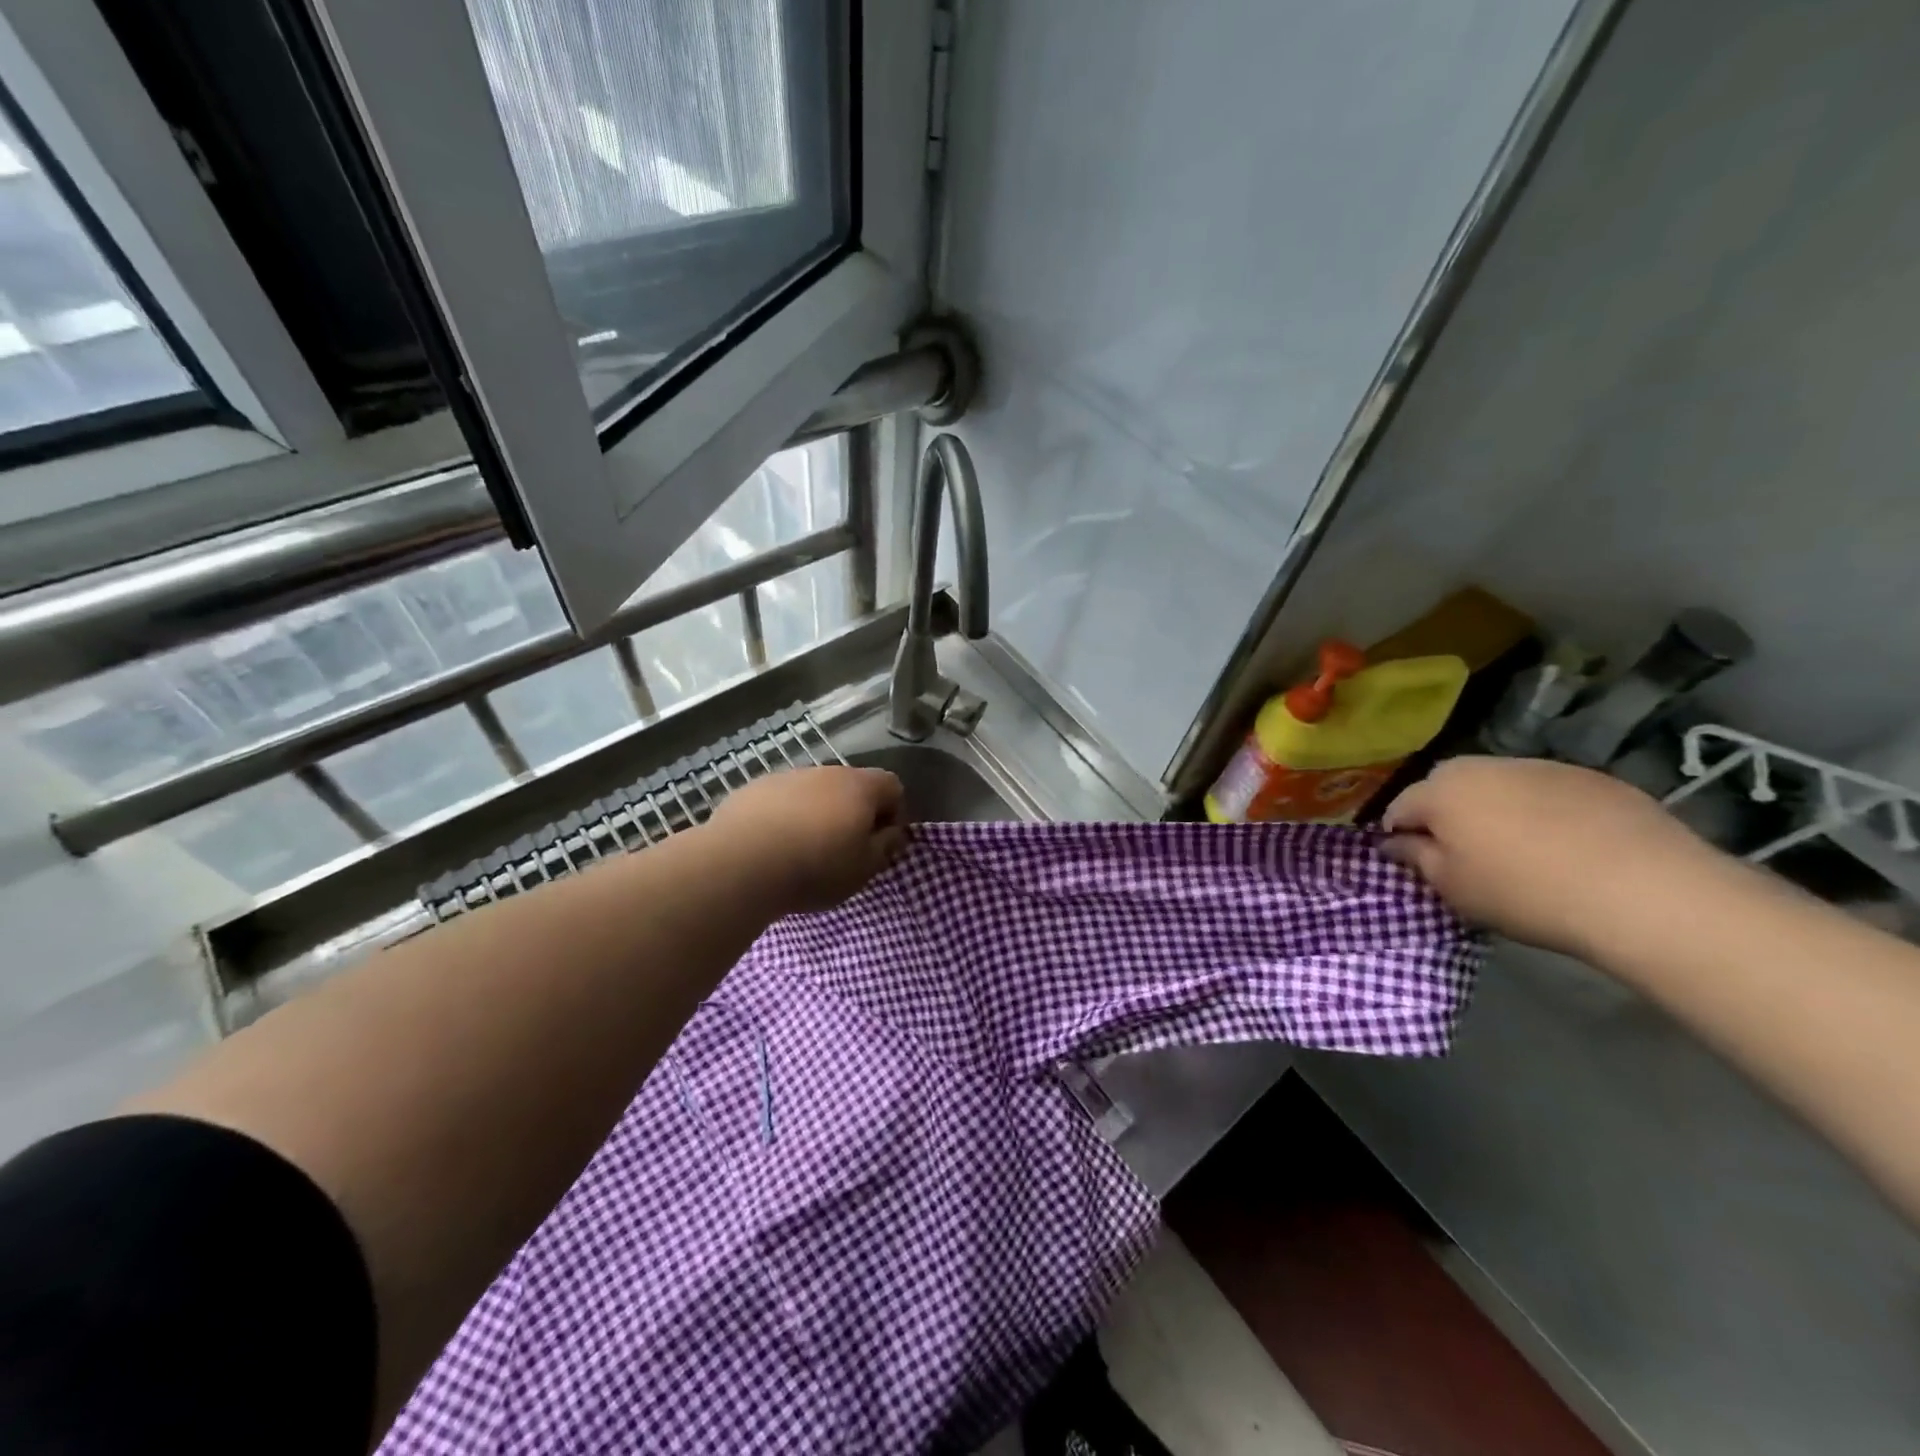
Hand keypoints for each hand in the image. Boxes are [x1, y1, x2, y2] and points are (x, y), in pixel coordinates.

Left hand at [706, 766, 908, 913]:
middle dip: (853, 813)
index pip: (892, 786)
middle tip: (844, 850)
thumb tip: (894, 833)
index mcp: (860, 787)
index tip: (881, 844)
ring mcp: (787, 776)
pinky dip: (784, 817)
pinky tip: (772, 846)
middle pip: (851, 786)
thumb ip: (886, 847)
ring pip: (813, 791)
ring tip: (803, 850)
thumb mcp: (864, 869)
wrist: (741, 864)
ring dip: (817, 813)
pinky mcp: (753, 788)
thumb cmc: (815, 868)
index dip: (894, 813)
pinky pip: (780, 800)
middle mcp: (826, 772)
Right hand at [1382, 756, 1725, 958]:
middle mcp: (1483, 765)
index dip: (1401, 836)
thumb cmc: (1525, 892)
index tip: (1415, 864)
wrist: (1645, 891)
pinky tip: (1565, 847)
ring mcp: (1541, 766)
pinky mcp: (1592, 777)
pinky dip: (1543, 812)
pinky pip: (1547, 793)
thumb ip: (1415, 858)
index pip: (1400, 808)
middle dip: (1447, 815)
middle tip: (1464, 857)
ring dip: (1495, 810)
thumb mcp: (1454, 887)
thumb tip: (1394, 842)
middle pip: (1447, 787)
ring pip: (1498, 786)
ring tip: (1519, 852)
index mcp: (1441, 789)